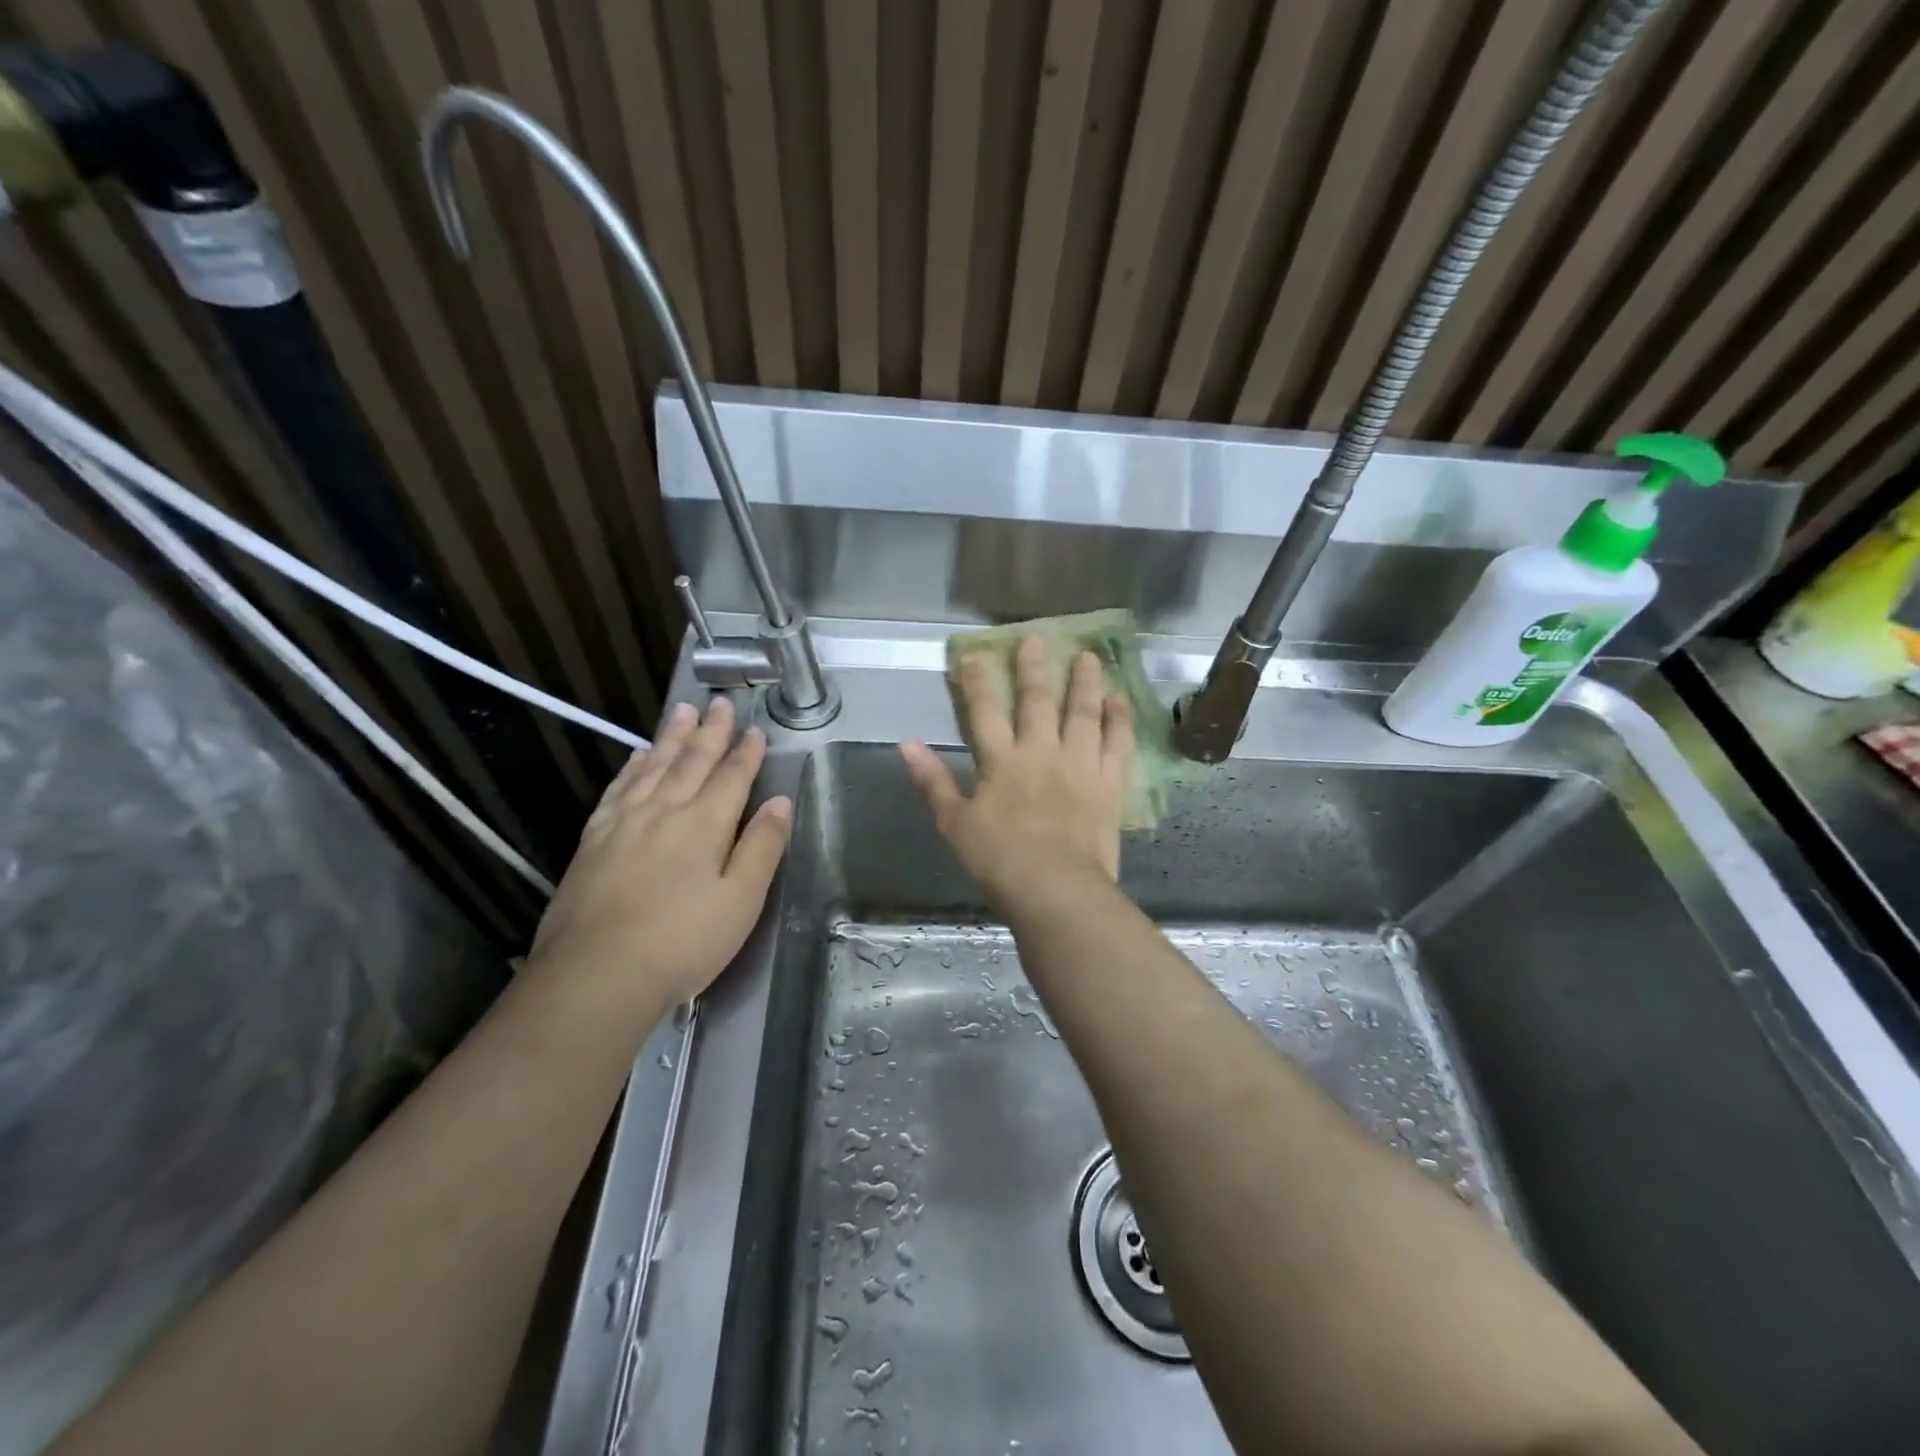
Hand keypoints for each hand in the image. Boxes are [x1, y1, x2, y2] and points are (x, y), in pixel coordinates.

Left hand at [528, 697, 792, 1008]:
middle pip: (691, 762)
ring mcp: (623, 823)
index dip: (746, 753)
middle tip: (720, 703)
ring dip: (671, 738)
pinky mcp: (593, 841)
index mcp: (704, 825)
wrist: (596, 974)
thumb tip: (779, 801)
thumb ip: (762, 847)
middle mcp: (664, 811)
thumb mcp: (741, 901)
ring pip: (653, 767)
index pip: (731, 777)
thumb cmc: (683, 942)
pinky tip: (637, 758)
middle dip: (710, 732)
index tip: (756, 729)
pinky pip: (618, 789)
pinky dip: (632, 768)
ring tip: (682, 712)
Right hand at [901, 635, 1132, 905]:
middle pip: (1037, 701)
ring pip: (1083, 713)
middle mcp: (1041, 752)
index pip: (984, 712)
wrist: (1055, 889)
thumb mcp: (954, 823)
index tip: (976, 654)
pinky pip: (1117, 745)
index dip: (978, 682)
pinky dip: (1119, 721)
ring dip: (1085, 683)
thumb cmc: (998, 860)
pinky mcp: (1109, 785)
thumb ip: (931, 781)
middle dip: (1034, 669)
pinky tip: (1120, 700)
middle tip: (1037, 639)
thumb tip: (905, 744)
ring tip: (1089, 657)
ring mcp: (1079, 765)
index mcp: (1001, 762)